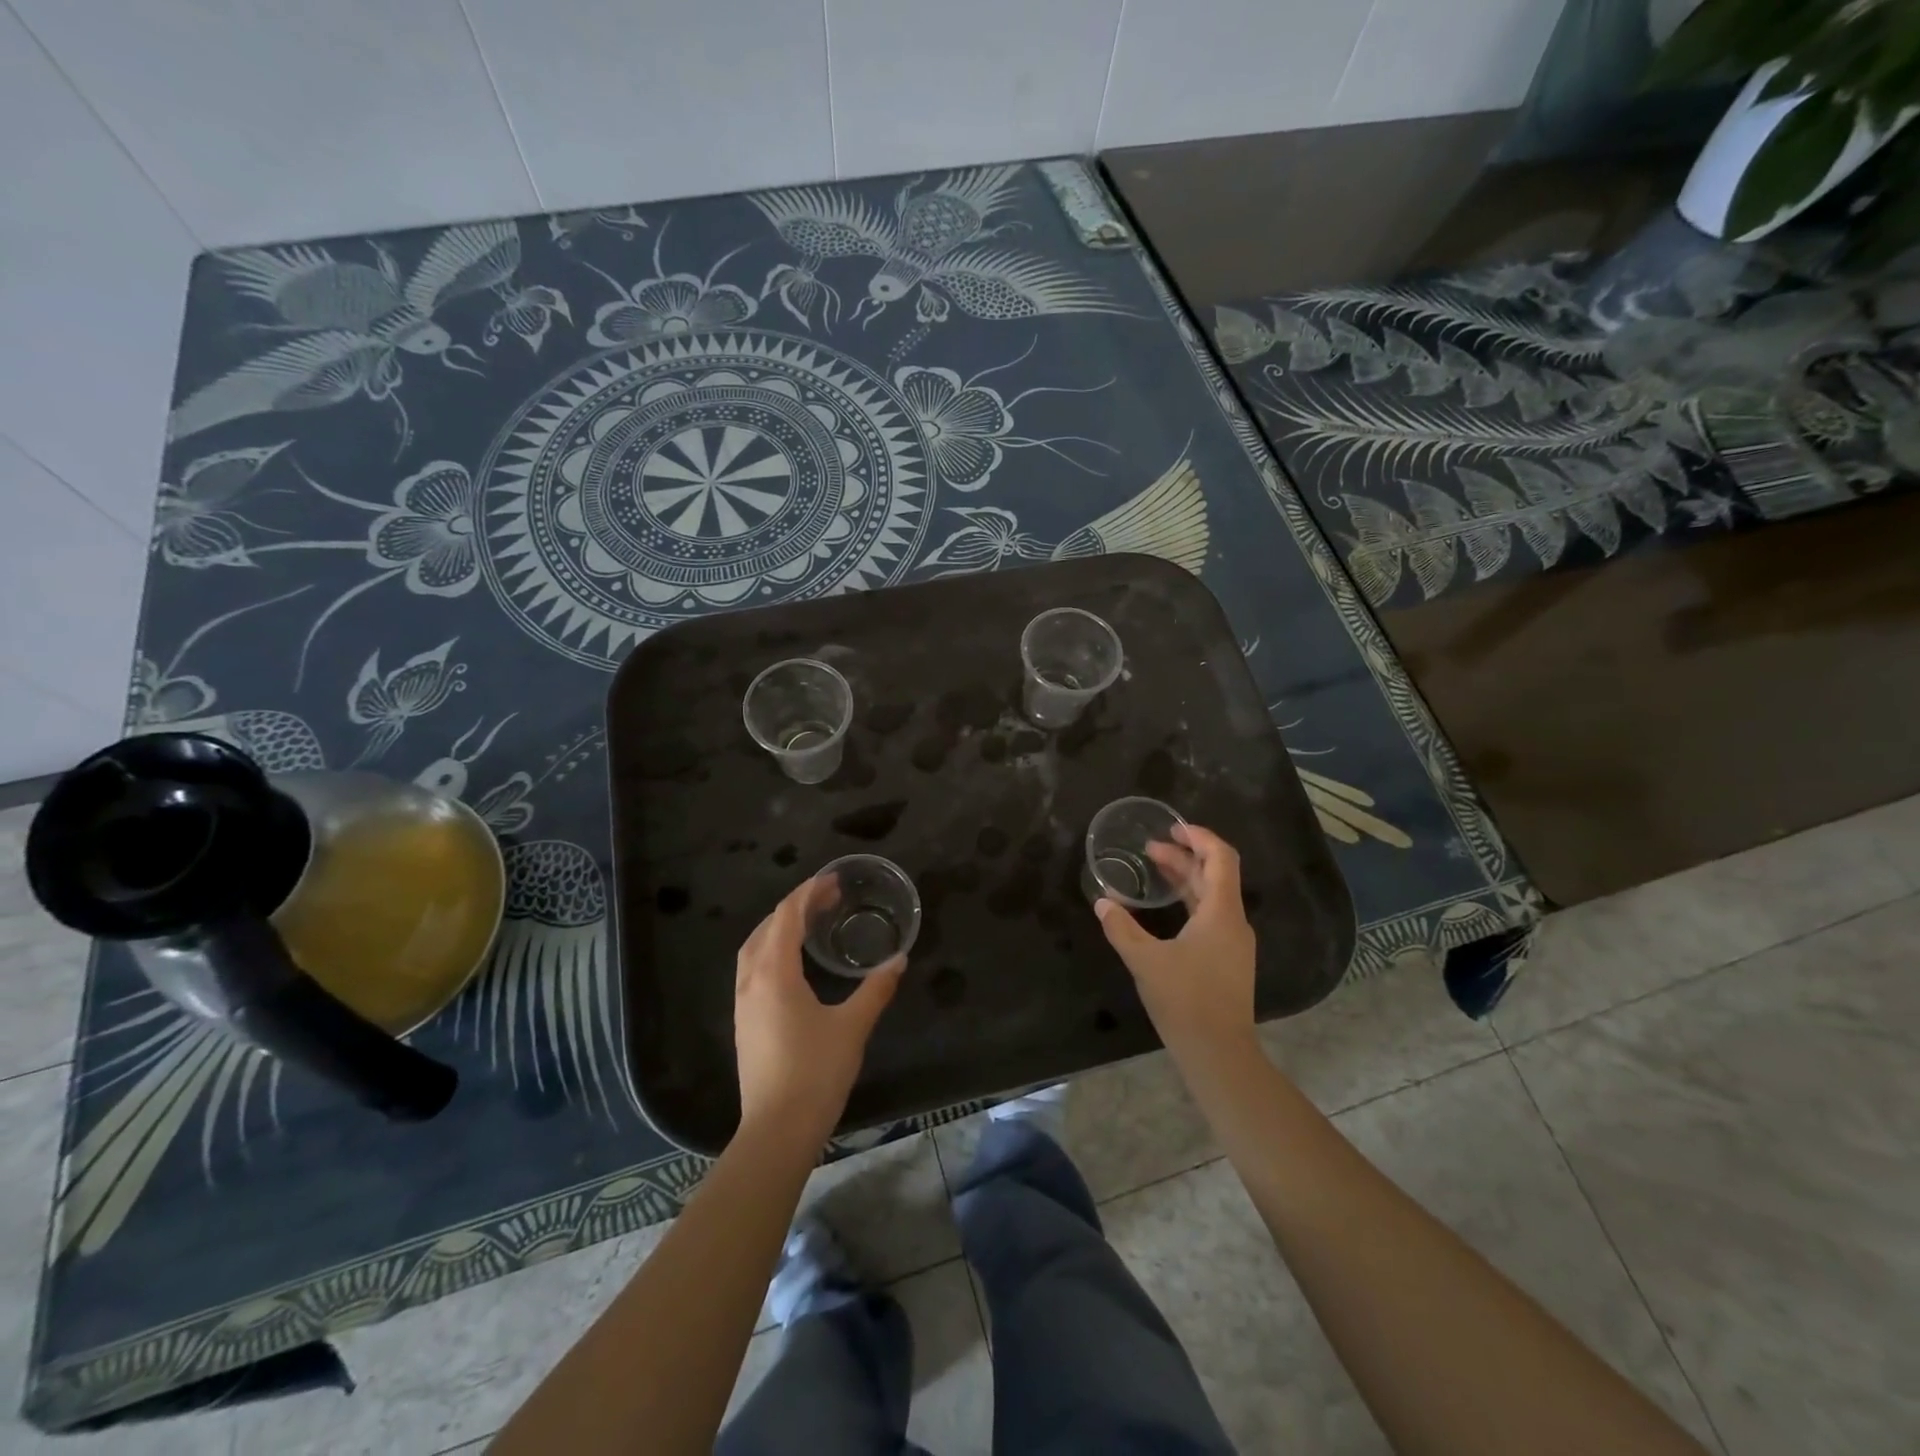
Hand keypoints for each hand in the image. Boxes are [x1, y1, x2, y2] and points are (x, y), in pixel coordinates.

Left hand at [734, 876, 902, 1146]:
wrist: (777, 1130)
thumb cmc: (816, 1072)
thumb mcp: (853, 1027)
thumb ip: (876, 988)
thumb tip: (899, 959)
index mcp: (774, 973)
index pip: (787, 916)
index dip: (809, 892)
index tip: (833, 879)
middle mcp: (751, 981)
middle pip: (768, 926)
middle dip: (796, 905)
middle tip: (829, 897)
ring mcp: (743, 1002)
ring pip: (754, 947)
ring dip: (780, 926)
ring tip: (810, 921)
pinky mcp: (744, 1021)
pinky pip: (752, 967)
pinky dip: (771, 948)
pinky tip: (793, 962)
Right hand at [1095, 823, 1256, 1061]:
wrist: (1219, 1053)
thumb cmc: (1185, 1000)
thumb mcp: (1145, 961)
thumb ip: (1122, 928)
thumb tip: (1102, 903)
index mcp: (1222, 913)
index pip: (1221, 858)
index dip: (1199, 837)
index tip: (1171, 828)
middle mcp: (1233, 922)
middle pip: (1214, 875)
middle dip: (1184, 856)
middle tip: (1149, 848)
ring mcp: (1233, 943)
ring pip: (1213, 896)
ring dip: (1186, 879)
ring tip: (1154, 869)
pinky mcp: (1227, 960)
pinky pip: (1211, 916)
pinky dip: (1189, 901)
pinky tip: (1166, 909)